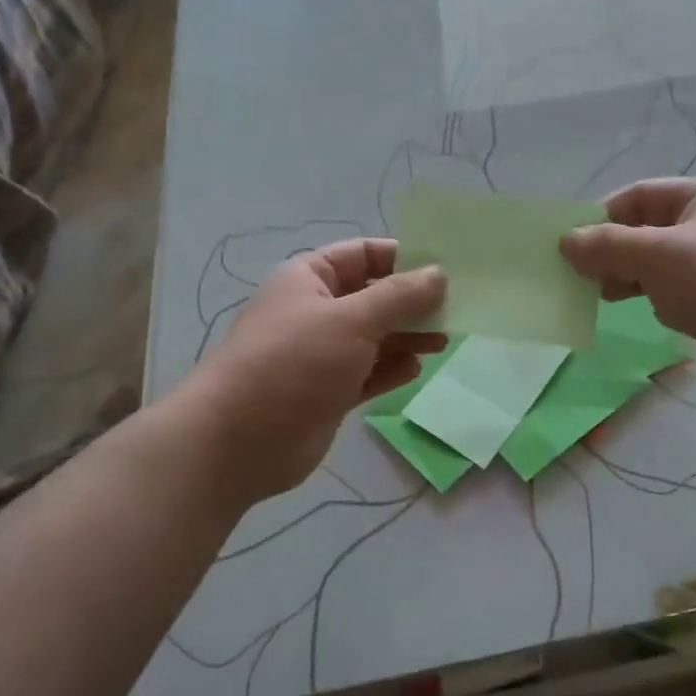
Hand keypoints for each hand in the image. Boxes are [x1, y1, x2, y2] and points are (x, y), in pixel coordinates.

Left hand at [195, 239, 444, 502]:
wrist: (239, 440)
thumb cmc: (294, 363)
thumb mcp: (352, 320)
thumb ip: (400, 297)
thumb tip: (439, 274)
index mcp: (311, 279)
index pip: (364, 255)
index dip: (403, 258)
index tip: (445, 269)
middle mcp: (317, 311)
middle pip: (374, 297)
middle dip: (412, 302)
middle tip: (455, 309)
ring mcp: (322, 354)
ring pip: (375, 337)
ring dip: (408, 336)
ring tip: (444, 340)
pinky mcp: (329, 392)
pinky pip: (368, 372)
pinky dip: (391, 369)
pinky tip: (416, 368)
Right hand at [560, 178, 695, 406]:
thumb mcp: (657, 254)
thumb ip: (607, 246)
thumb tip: (566, 242)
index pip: (639, 195)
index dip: (601, 215)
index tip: (569, 243)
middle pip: (645, 230)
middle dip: (610, 250)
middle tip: (579, 275)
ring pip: (655, 265)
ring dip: (625, 276)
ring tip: (599, 295)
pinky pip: (670, 294)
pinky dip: (647, 299)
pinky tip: (633, 312)